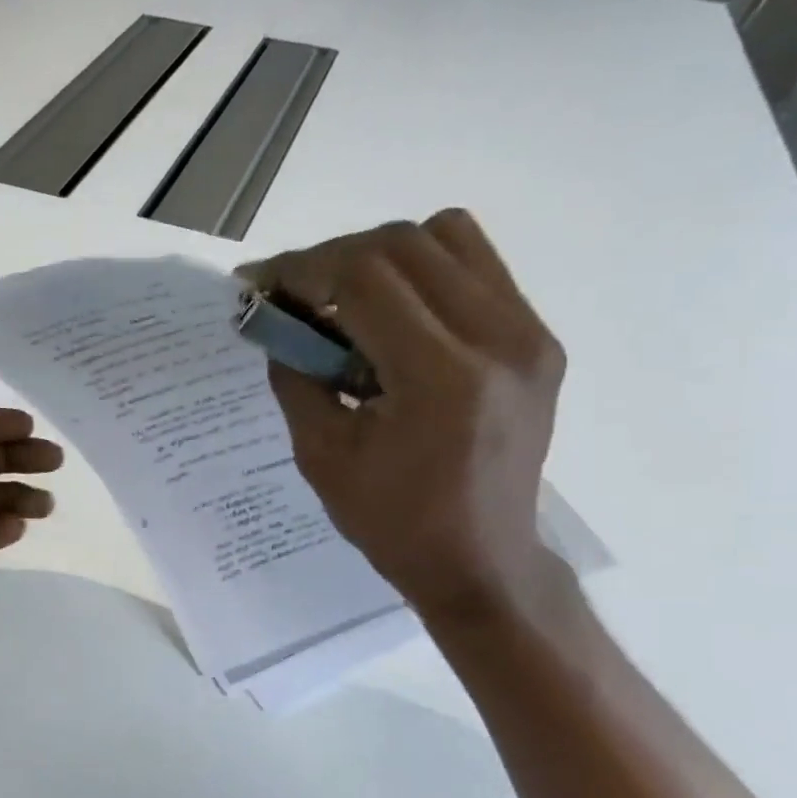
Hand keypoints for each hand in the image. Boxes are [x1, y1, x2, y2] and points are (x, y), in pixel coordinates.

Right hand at [250, 209, 566, 621]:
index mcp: (440, 378)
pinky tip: (393, 314)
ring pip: (447, 237)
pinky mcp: (539, 339)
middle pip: (404, 243)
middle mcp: (498, 339)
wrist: (479, 560)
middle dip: (332, 257)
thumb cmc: (392, 521)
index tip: (258, 281)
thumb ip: (295, 375)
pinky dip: (422, 271)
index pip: (364, 278)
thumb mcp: (321, 454)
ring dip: (381, 255)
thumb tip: (276, 318)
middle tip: (293, 292)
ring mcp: (529, 334)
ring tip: (345, 299)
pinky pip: (476, 267)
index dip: (301, 269)